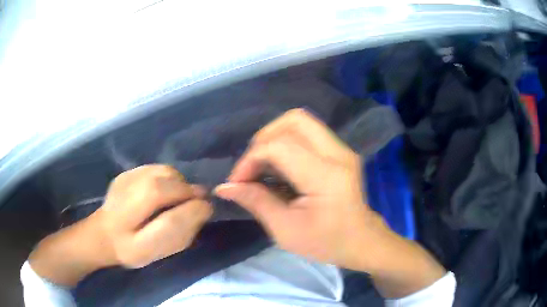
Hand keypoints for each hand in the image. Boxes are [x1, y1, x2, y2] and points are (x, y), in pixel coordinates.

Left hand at [29, 165, 211, 285]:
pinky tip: (164, 188)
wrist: (102, 235)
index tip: (206, 208)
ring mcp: (122, 185)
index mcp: (134, 241)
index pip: (168, 223)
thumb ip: (181, 233)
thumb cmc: (134, 249)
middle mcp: (124, 210)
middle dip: (186, 192)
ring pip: (161, 173)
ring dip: (178, 182)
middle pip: (162, 189)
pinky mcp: (123, 174)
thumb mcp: (158, 253)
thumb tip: (203, 207)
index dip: (192, 212)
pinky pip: (155, 168)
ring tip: (179, 194)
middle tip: (195, 200)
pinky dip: (167, 176)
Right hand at [215, 109, 445, 297]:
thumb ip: (256, 202)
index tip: (238, 182)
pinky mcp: (340, 152)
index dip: (251, 159)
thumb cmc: (327, 243)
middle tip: (252, 165)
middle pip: (294, 120)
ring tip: (263, 166)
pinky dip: (287, 143)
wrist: (362, 242)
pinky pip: (308, 134)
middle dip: (264, 137)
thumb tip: (224, 187)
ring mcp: (342, 150)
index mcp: (326, 175)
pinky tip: (280, 168)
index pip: (280, 147)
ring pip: (301, 122)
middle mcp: (338, 153)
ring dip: (275, 138)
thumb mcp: (286, 230)